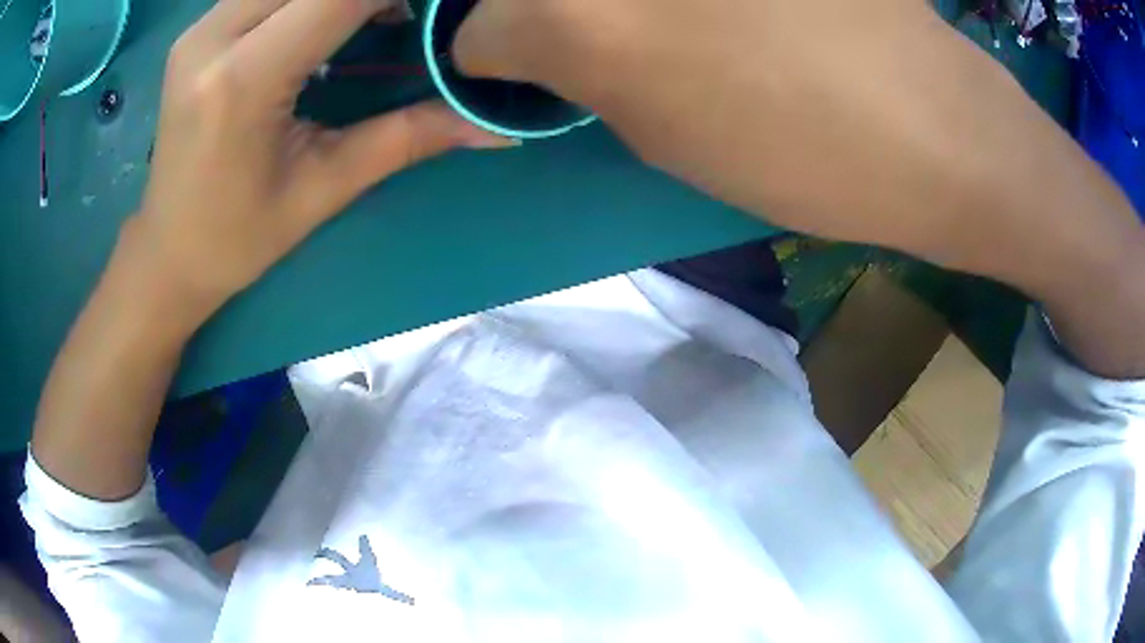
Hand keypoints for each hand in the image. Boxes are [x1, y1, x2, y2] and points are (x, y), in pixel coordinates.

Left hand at [133, 0, 506, 318]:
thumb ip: (407, 137)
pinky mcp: (198, 30)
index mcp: (243, 81)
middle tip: (408, 16)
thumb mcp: (323, 189)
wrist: (165, 253)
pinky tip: (330, 19)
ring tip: (378, 16)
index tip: (436, 10)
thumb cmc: (237, 239)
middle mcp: (212, 37)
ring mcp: (199, 29)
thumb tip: (493, 125)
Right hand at [455, 0, 1140, 296]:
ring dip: (606, 7)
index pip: (475, 28)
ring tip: (667, 31)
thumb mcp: (662, 136)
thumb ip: (579, 76)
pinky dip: (669, 2)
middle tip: (580, 38)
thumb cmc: (807, 155)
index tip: (517, 71)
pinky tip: (717, 18)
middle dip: (530, 13)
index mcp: (579, 15)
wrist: (939, 130)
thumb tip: (535, 49)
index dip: (490, 57)